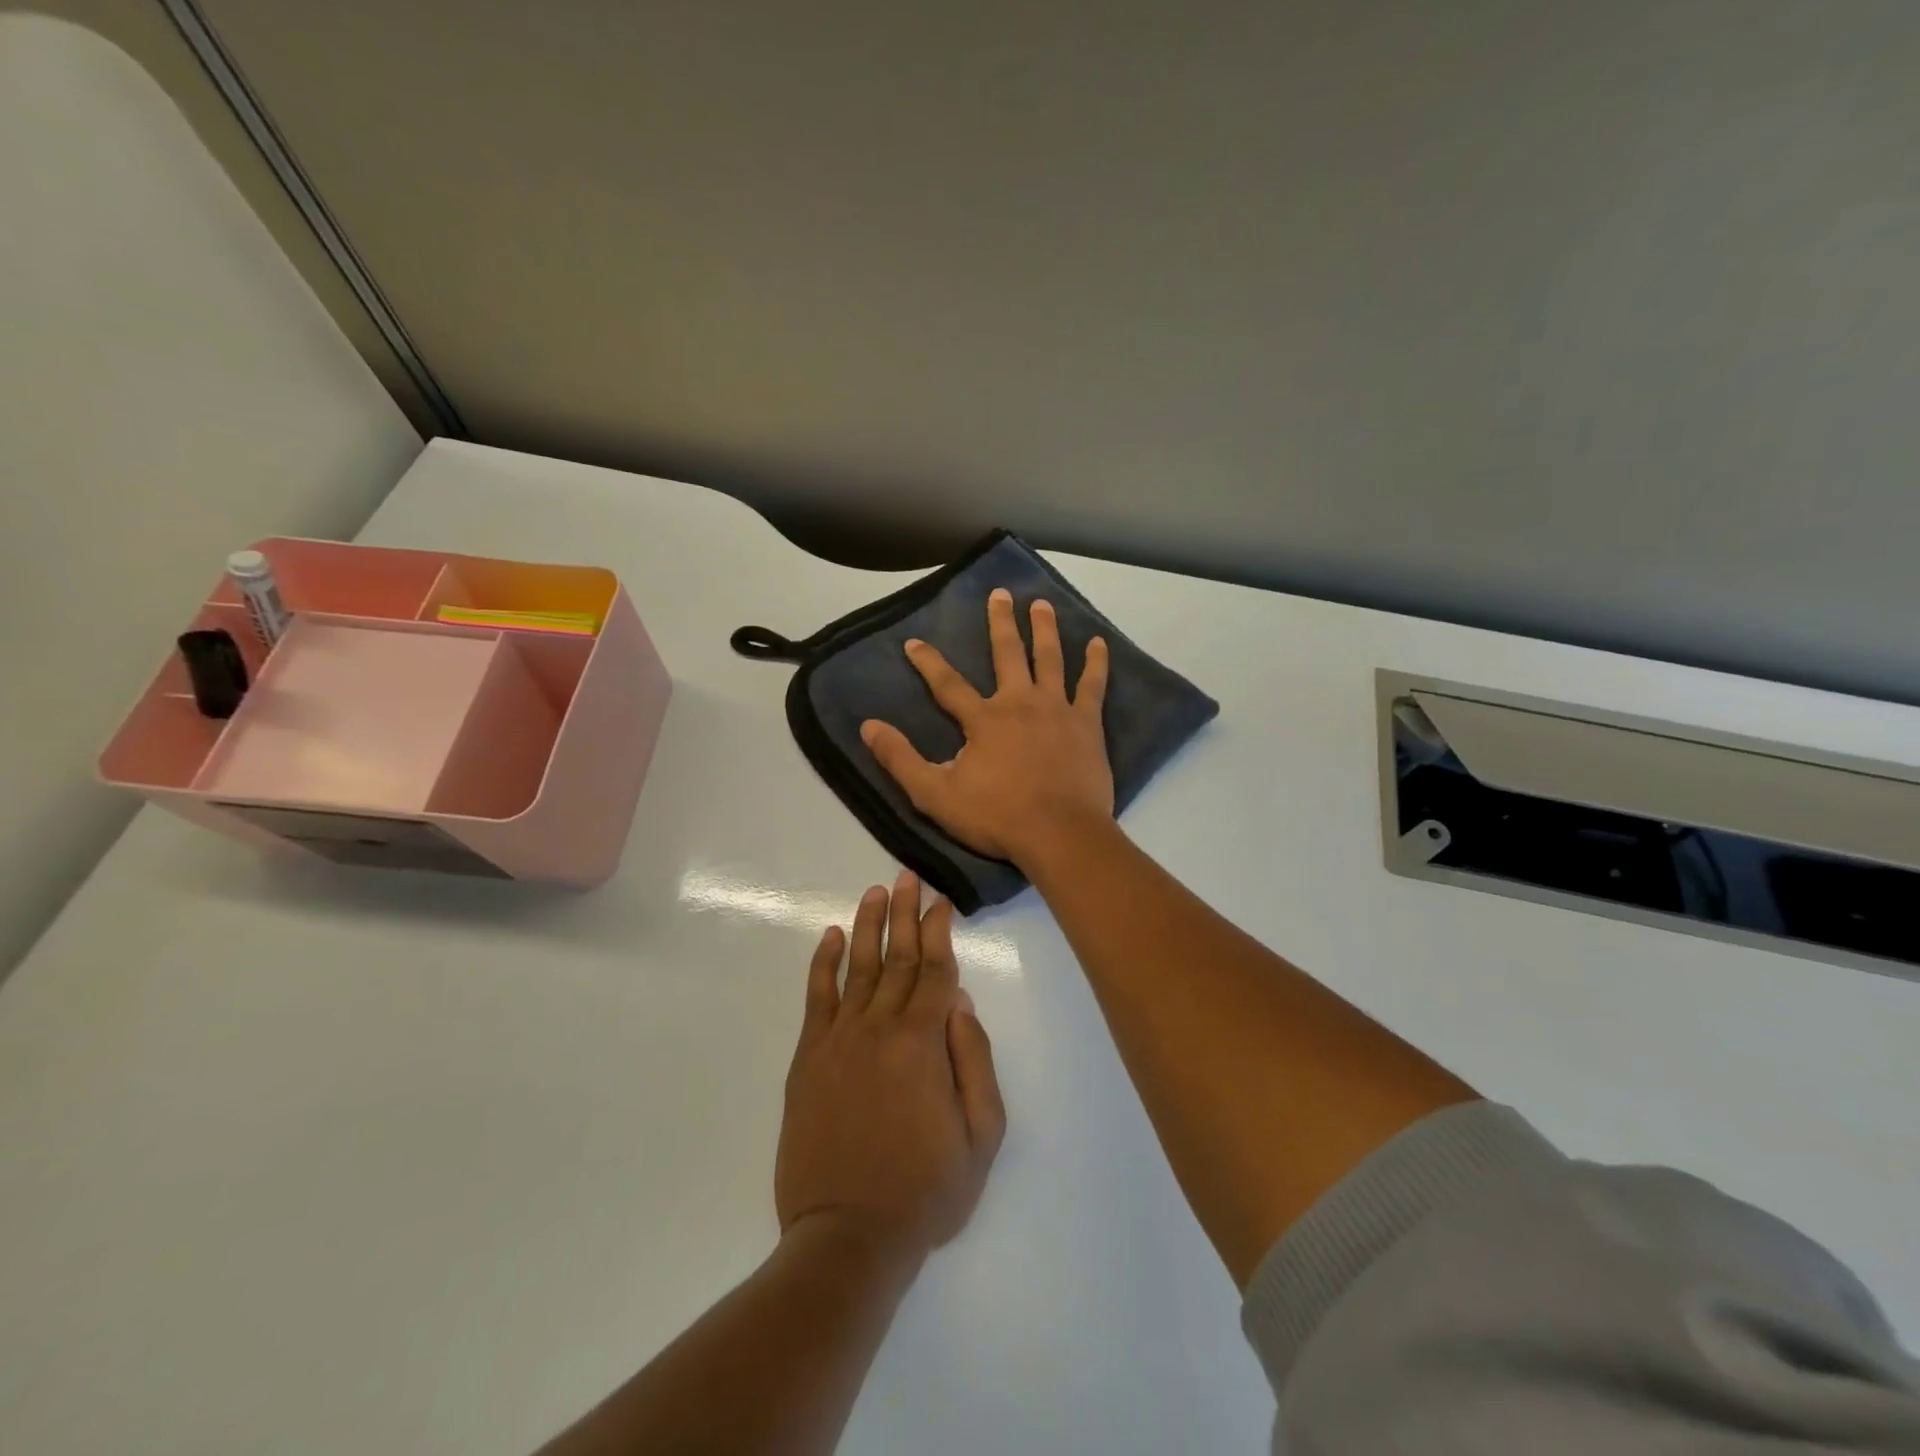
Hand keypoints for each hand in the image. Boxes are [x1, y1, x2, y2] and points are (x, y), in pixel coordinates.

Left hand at [776, 873, 1005, 1258]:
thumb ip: (975, 1061)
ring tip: (875, 891)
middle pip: (898, 958)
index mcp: (924, 1043)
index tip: (941, 900)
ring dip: (868, 925)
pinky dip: (824, 963)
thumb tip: (961, 1001)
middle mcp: (880, 1027)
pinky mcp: (808, 1058)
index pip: (936, 971)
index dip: (940, 932)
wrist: (847, 1237)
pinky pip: (817, 997)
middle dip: (905, 913)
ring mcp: (839, 1039)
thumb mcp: (981, 1137)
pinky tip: (830, 937)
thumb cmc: (924, 1191)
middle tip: (907, 875)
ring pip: (859, 967)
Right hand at [860, 589, 1112, 866]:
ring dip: (1044, 629)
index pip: (948, 684)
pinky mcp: (1087, 724)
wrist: (1060, 835)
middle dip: (1000, 622)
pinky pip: (1092, 685)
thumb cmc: (997, 817)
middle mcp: (1020, 703)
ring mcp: (1057, 710)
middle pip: (1008, 654)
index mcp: (984, 719)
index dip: (928, 662)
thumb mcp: (935, 795)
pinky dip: (1096, 663)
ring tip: (1041, 603)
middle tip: (999, 594)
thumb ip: (901, 759)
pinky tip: (1099, 644)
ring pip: (1050, 658)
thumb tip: (869, 726)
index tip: (913, 642)